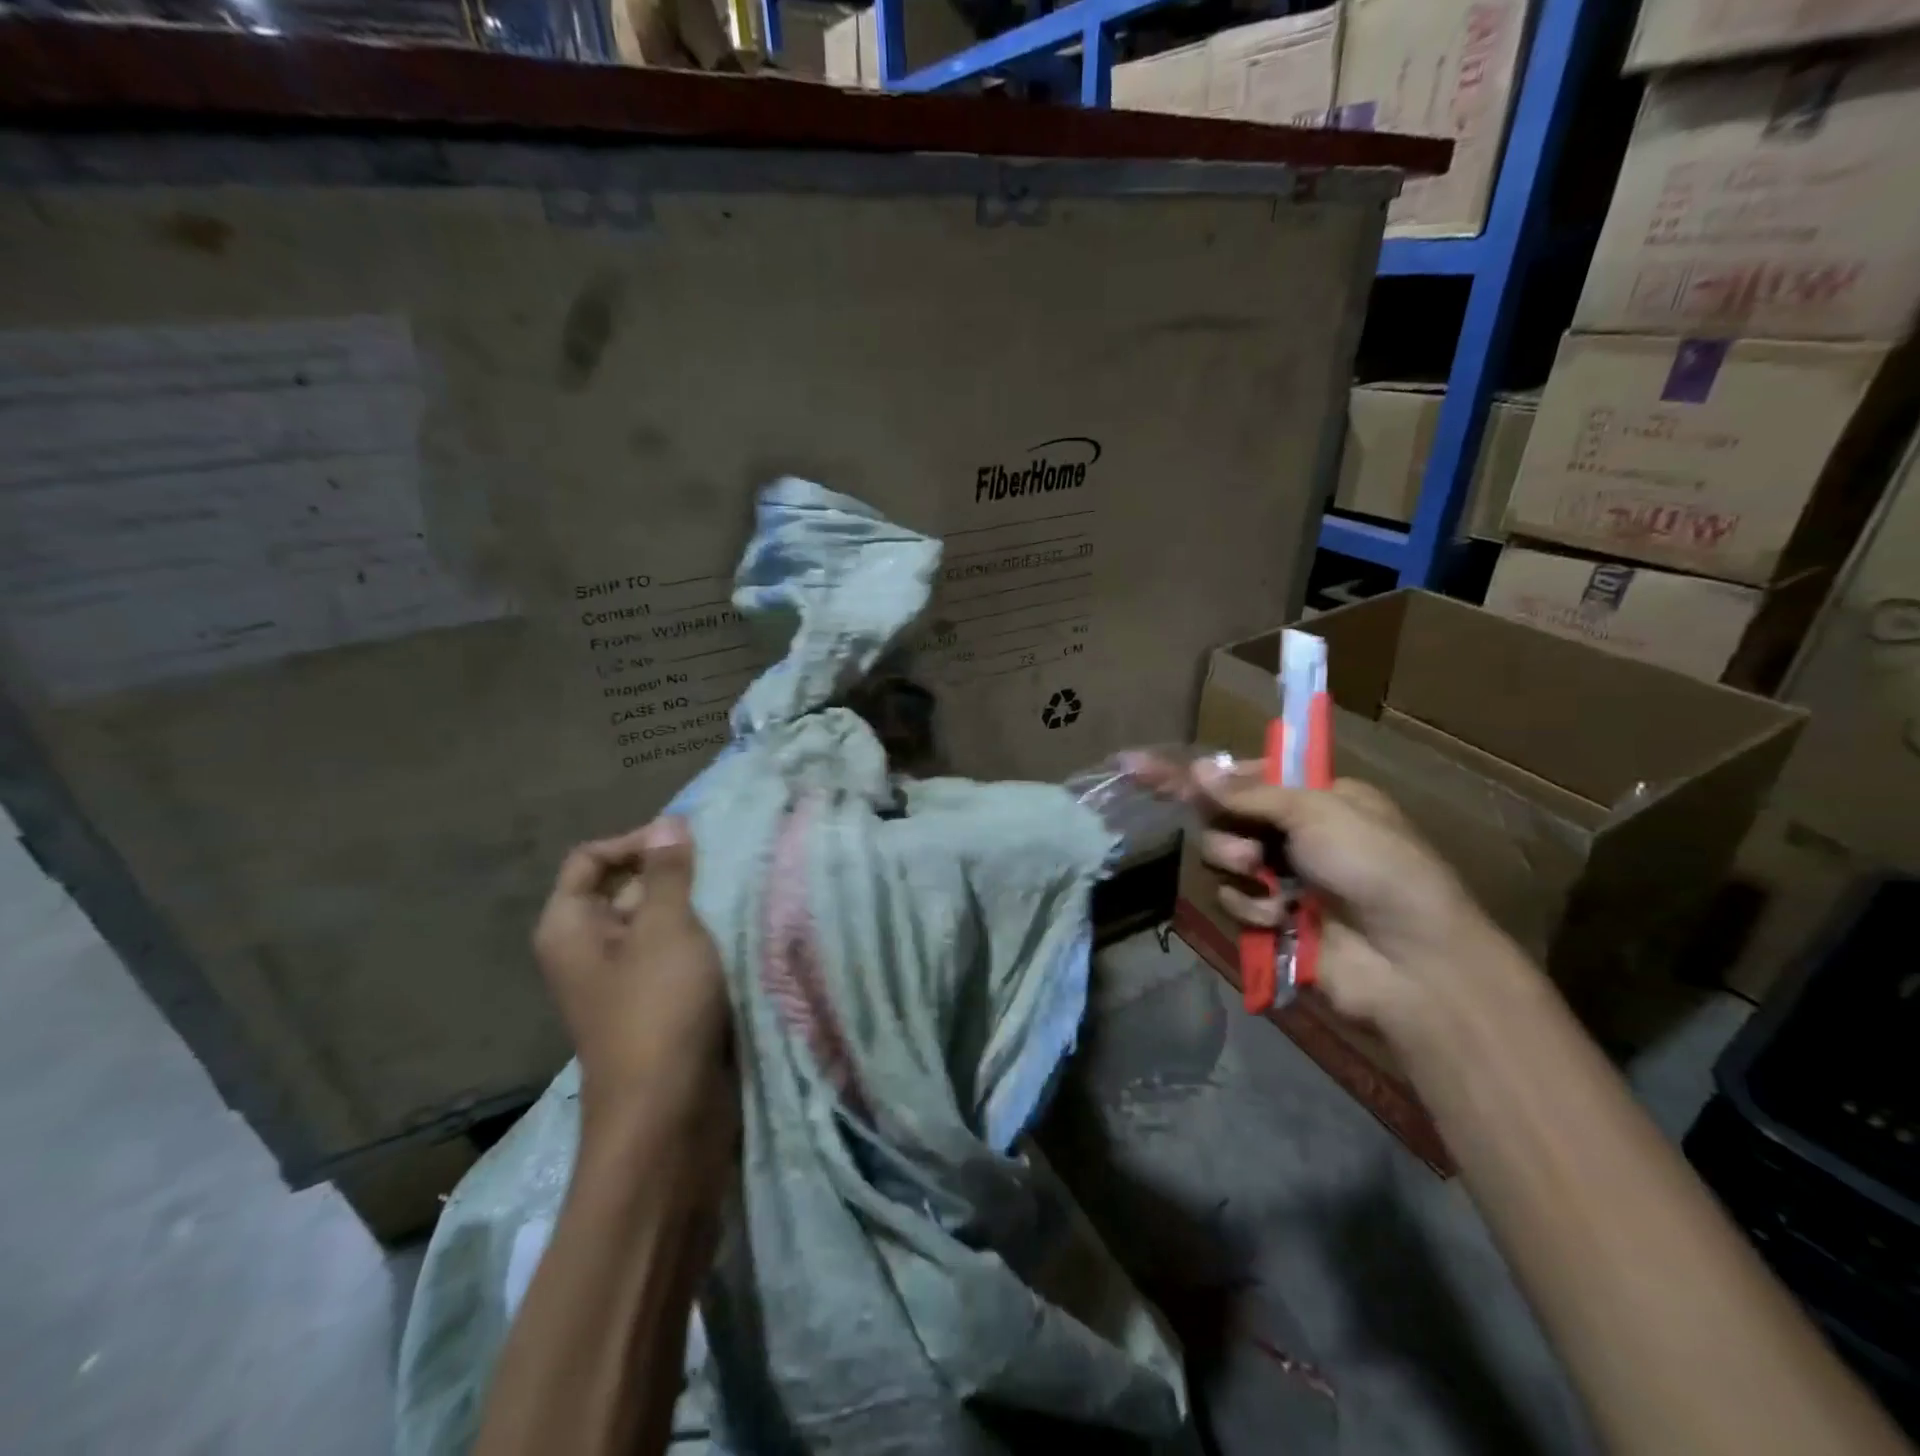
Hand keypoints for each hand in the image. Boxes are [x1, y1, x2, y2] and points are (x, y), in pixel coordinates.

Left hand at [532, 818, 731, 1129]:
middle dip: (673, 874)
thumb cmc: (658, 1010)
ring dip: (695, 906)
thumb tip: (668, 822)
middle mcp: (590, 948)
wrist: (669, 1114)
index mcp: (570, 926)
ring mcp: (624, 978)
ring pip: (659, 921)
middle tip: (723, 868)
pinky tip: (739, 930)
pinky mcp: (657, 1002)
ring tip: (738, 894)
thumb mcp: (666, 928)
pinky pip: (677, 953)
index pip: (591, 858)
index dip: (635, 842)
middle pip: (626, 887)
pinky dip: (702, 939)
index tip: (689, 845)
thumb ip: (668, 872)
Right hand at [1177, 758, 1510, 1032]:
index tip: (1141, 766)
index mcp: (1315, 797)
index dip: (1198, 775)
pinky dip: (1250, 908)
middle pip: (1223, 818)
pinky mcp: (1270, 920)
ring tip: (1265, 880)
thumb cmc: (1374, 867)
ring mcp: (1282, 878)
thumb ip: (1250, 793)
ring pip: (1220, 859)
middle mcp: (1294, 833)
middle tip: (1246, 847)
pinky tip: (1278, 918)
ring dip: (1237, 866)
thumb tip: (1196, 769)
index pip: (1243, 776)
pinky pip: (1231, 900)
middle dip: (1226, 830)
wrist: (1411, 962)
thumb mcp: (1318, 811)